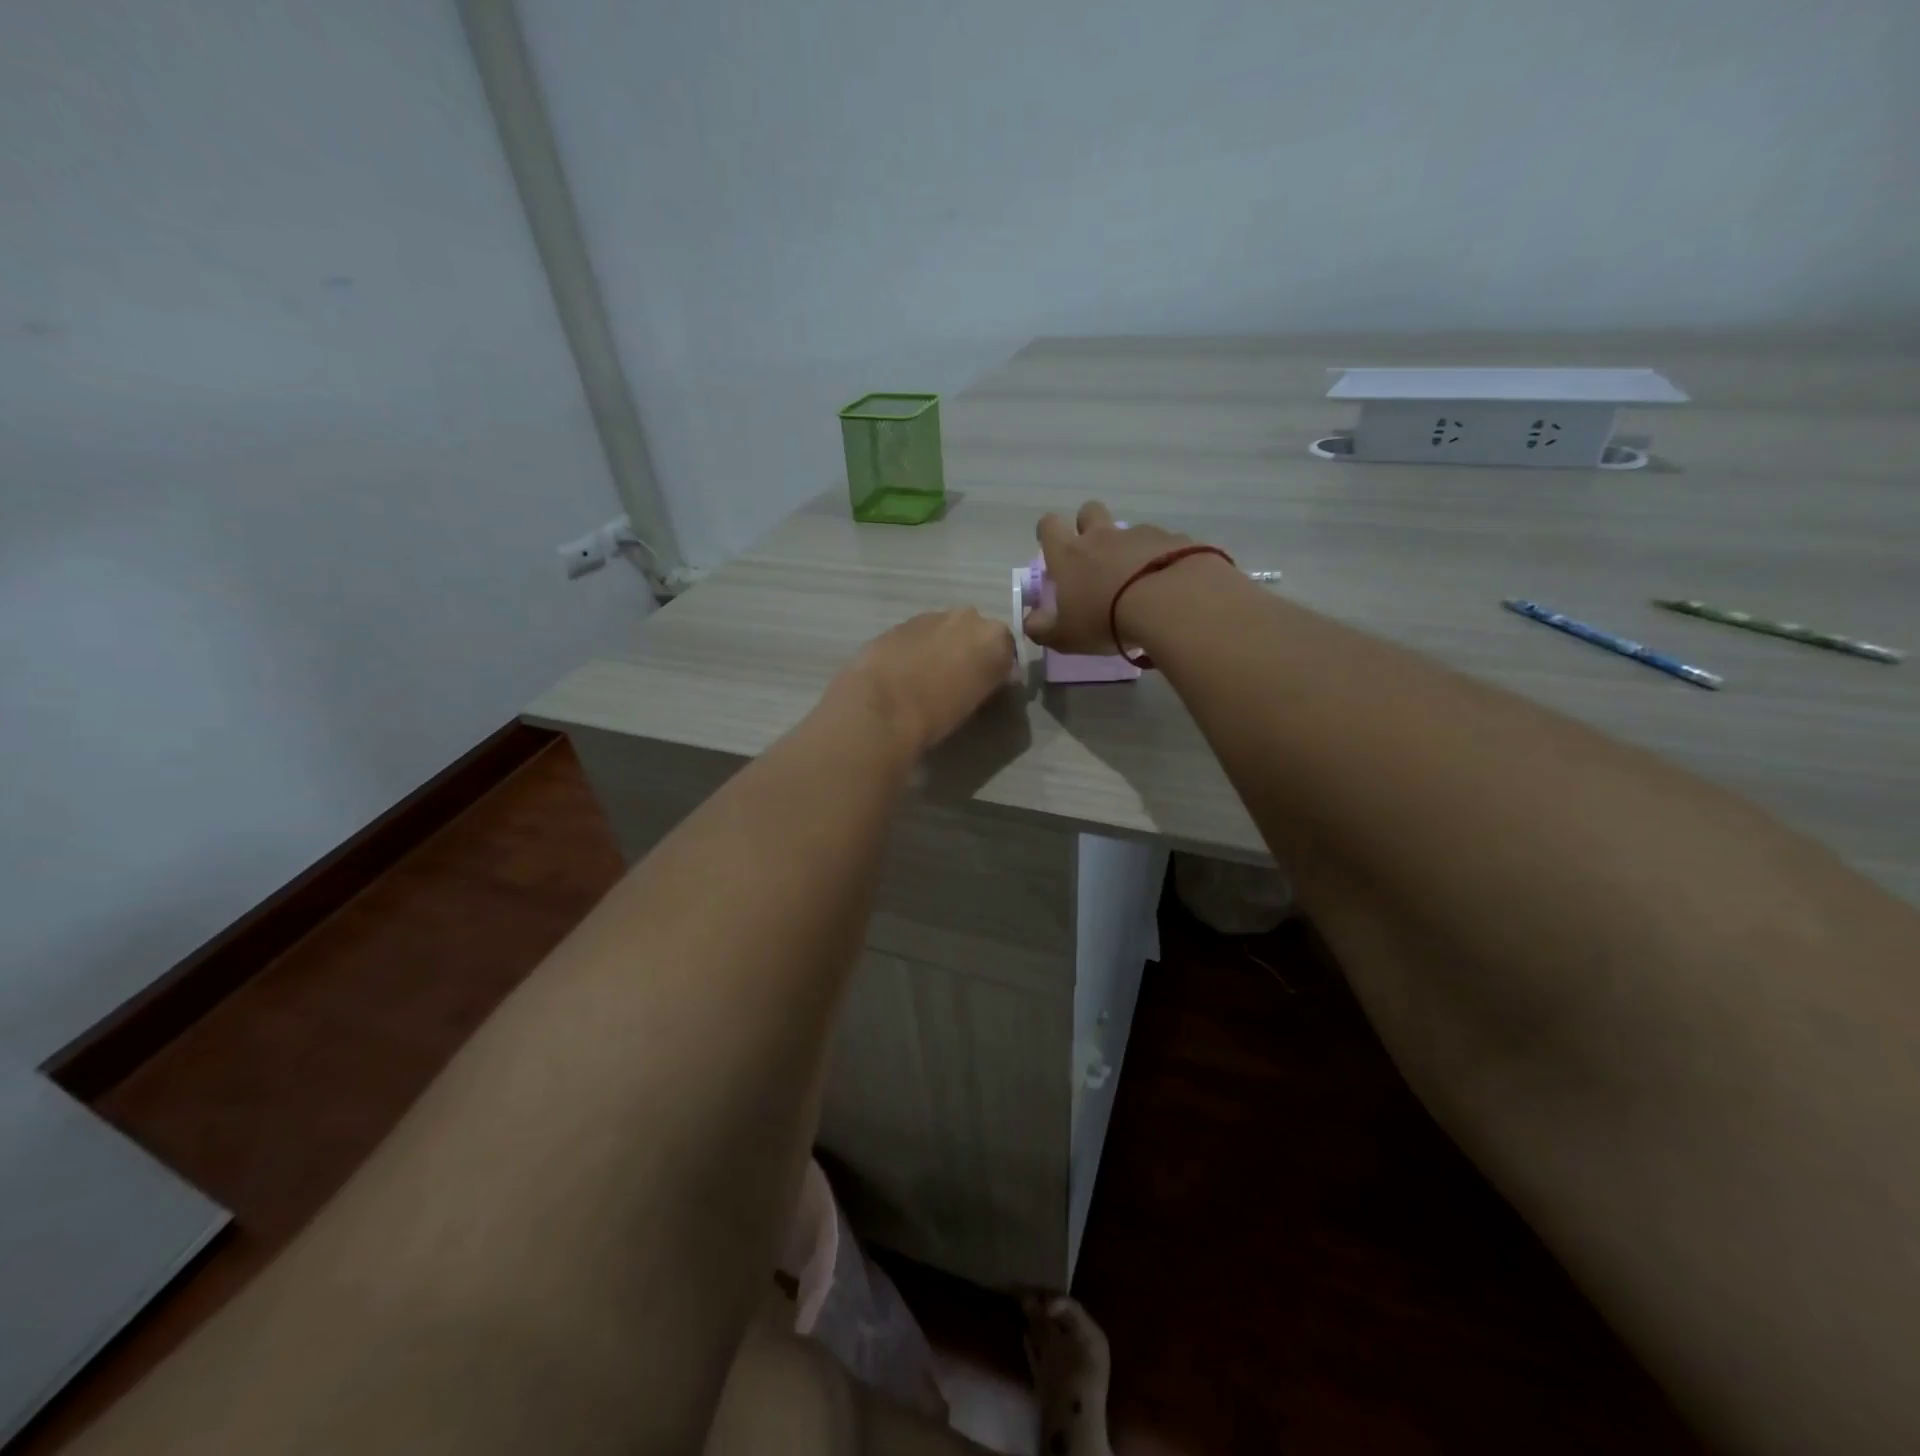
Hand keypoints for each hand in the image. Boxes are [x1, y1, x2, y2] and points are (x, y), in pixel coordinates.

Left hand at [831, 609, 1015, 760]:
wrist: (882, 706)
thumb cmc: (939, 713)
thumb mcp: (978, 702)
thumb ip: (990, 680)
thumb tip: (992, 677)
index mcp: (995, 638)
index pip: (1007, 649)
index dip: (997, 668)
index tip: (987, 687)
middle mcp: (967, 618)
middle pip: (975, 632)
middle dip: (969, 651)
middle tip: (957, 680)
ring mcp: (931, 616)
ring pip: (945, 630)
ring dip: (941, 647)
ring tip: (926, 677)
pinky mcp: (900, 622)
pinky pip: (918, 634)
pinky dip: (916, 648)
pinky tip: (904, 672)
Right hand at [1023, 501, 1199, 653]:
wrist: (1169, 603)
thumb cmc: (1105, 619)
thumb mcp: (1065, 636)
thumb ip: (1042, 629)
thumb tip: (1031, 622)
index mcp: (1070, 554)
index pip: (1049, 525)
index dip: (1048, 532)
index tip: (1052, 546)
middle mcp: (1103, 536)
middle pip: (1090, 511)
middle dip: (1088, 525)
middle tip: (1094, 555)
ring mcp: (1141, 534)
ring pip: (1130, 531)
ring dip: (1129, 548)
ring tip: (1139, 580)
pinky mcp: (1174, 540)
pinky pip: (1164, 544)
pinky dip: (1162, 559)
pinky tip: (1168, 584)